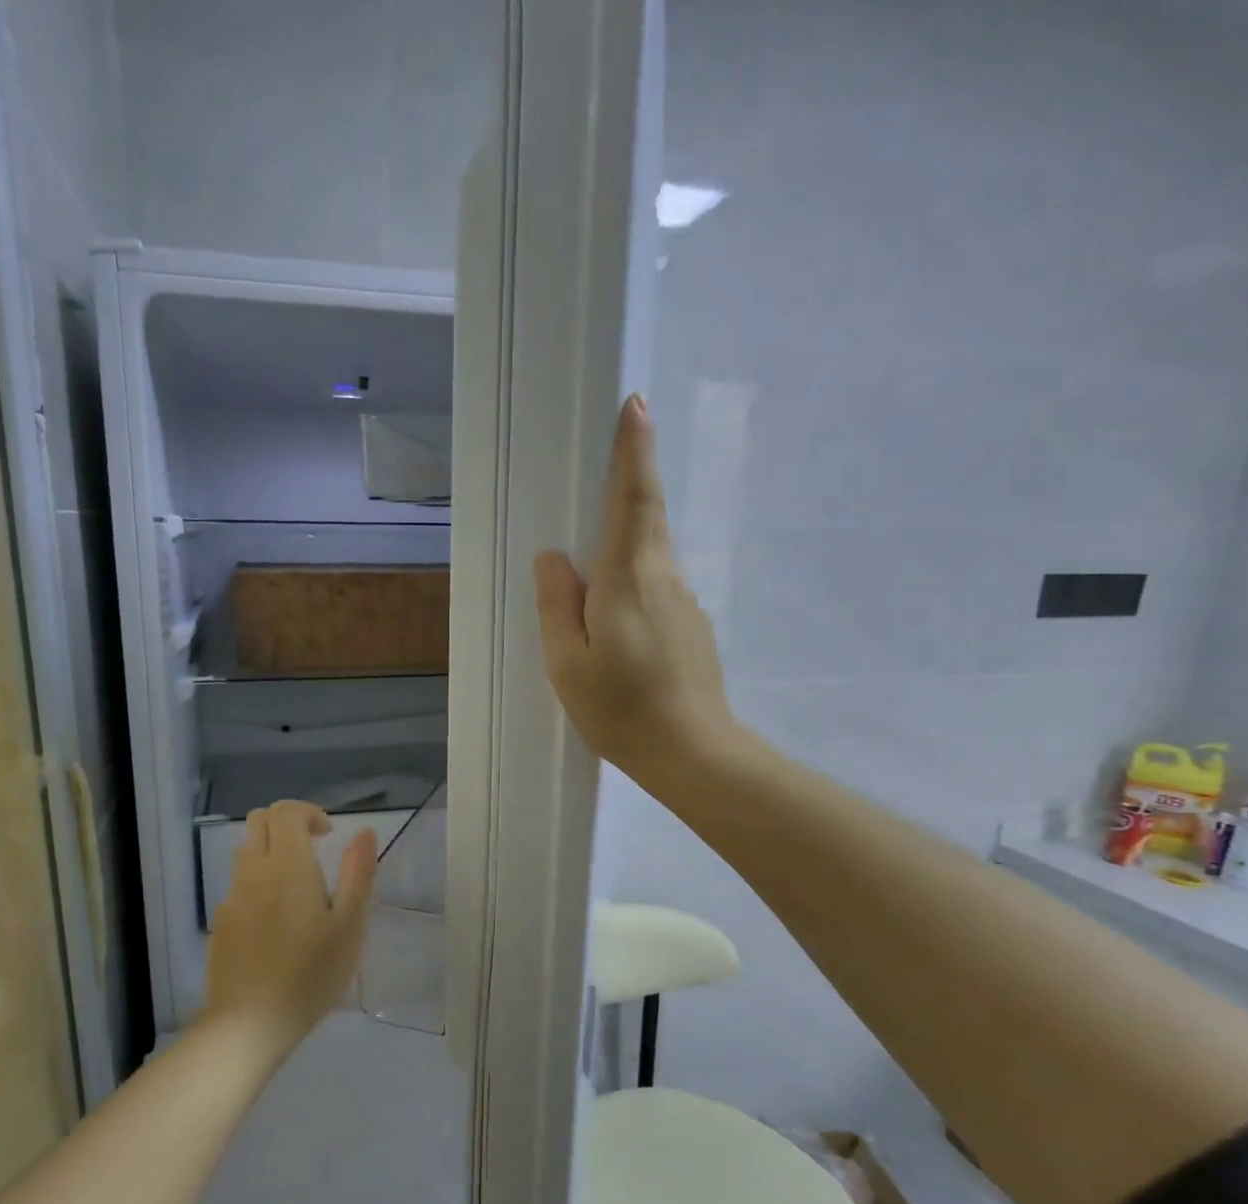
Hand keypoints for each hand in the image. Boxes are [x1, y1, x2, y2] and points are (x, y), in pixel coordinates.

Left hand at [203, 801, 377, 1049]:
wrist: (249, 1023)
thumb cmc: (310, 973)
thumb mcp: (349, 925)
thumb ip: (358, 873)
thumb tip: (363, 832)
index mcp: (288, 866)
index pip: (286, 812)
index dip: (308, 813)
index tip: (328, 835)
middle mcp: (254, 872)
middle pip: (259, 822)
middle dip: (286, 824)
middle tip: (312, 850)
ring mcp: (232, 897)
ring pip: (246, 853)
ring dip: (270, 853)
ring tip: (296, 888)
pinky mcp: (220, 923)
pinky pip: (238, 886)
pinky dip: (257, 885)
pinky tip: (275, 923)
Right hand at [534, 396, 736, 787]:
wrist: (693, 754)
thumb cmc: (621, 708)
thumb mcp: (568, 662)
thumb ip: (558, 605)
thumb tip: (555, 559)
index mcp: (630, 578)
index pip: (634, 499)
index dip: (634, 451)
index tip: (637, 404)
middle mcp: (665, 579)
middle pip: (646, 520)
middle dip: (632, 483)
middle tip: (612, 460)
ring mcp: (685, 604)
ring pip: (650, 559)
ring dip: (626, 549)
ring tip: (594, 587)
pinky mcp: (693, 629)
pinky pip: (656, 591)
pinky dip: (633, 589)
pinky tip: (617, 631)